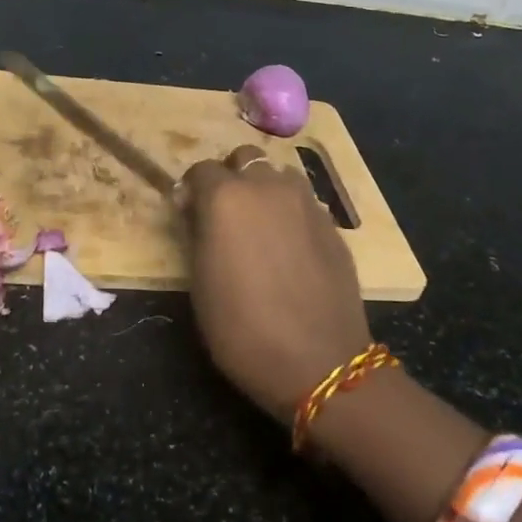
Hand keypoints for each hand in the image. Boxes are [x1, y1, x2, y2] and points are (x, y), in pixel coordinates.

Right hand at [181, 145, 373, 423]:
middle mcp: (268, 188)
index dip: (191, 190)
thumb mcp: (200, 282)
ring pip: (280, 176)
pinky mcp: (333, 225)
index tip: (188, 214)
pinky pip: (304, 203)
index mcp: (227, 198)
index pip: (201, 170)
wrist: (318, 361)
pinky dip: (290, 213)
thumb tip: (198, 212)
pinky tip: (289, 247)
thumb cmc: (242, 328)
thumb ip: (198, 234)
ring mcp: (306, 203)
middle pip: (246, 159)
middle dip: (232, 177)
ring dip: (265, 190)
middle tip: (226, 213)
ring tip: (260, 226)